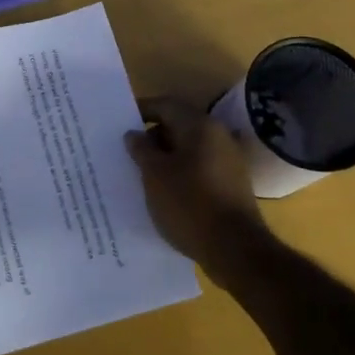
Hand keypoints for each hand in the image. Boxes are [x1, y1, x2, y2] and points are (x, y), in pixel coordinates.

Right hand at [125, 97, 277, 289]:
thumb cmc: (189, 204)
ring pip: (188, 150)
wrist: (235, 249)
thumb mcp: (154, 175)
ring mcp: (228, 162)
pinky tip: (163, 192)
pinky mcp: (231, 185)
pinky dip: (179, 174)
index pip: (165, 105)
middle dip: (151, 137)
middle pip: (178, 126)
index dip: (141, 111)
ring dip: (165, 158)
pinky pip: (198, 170)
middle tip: (126, 152)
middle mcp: (219, 136)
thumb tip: (134, 134)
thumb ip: (141, 150)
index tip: (119, 123)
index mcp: (200, 126)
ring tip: (140, 174)